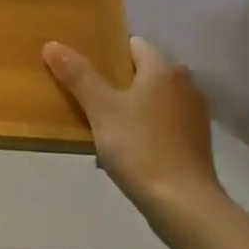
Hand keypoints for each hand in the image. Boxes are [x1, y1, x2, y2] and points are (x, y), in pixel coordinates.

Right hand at [43, 37, 223, 230]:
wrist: (184, 204)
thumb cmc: (140, 147)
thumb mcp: (101, 109)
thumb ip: (78, 75)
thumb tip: (52, 44)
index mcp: (164, 69)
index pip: (132, 44)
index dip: (105, 52)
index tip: (82, 68)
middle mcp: (185, 84)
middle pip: (142, 71)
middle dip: (114, 81)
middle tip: (84, 95)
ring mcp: (193, 114)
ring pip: (152, 98)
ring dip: (129, 105)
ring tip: (100, 123)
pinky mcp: (195, 141)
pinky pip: (162, 122)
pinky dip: (144, 126)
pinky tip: (125, 147)